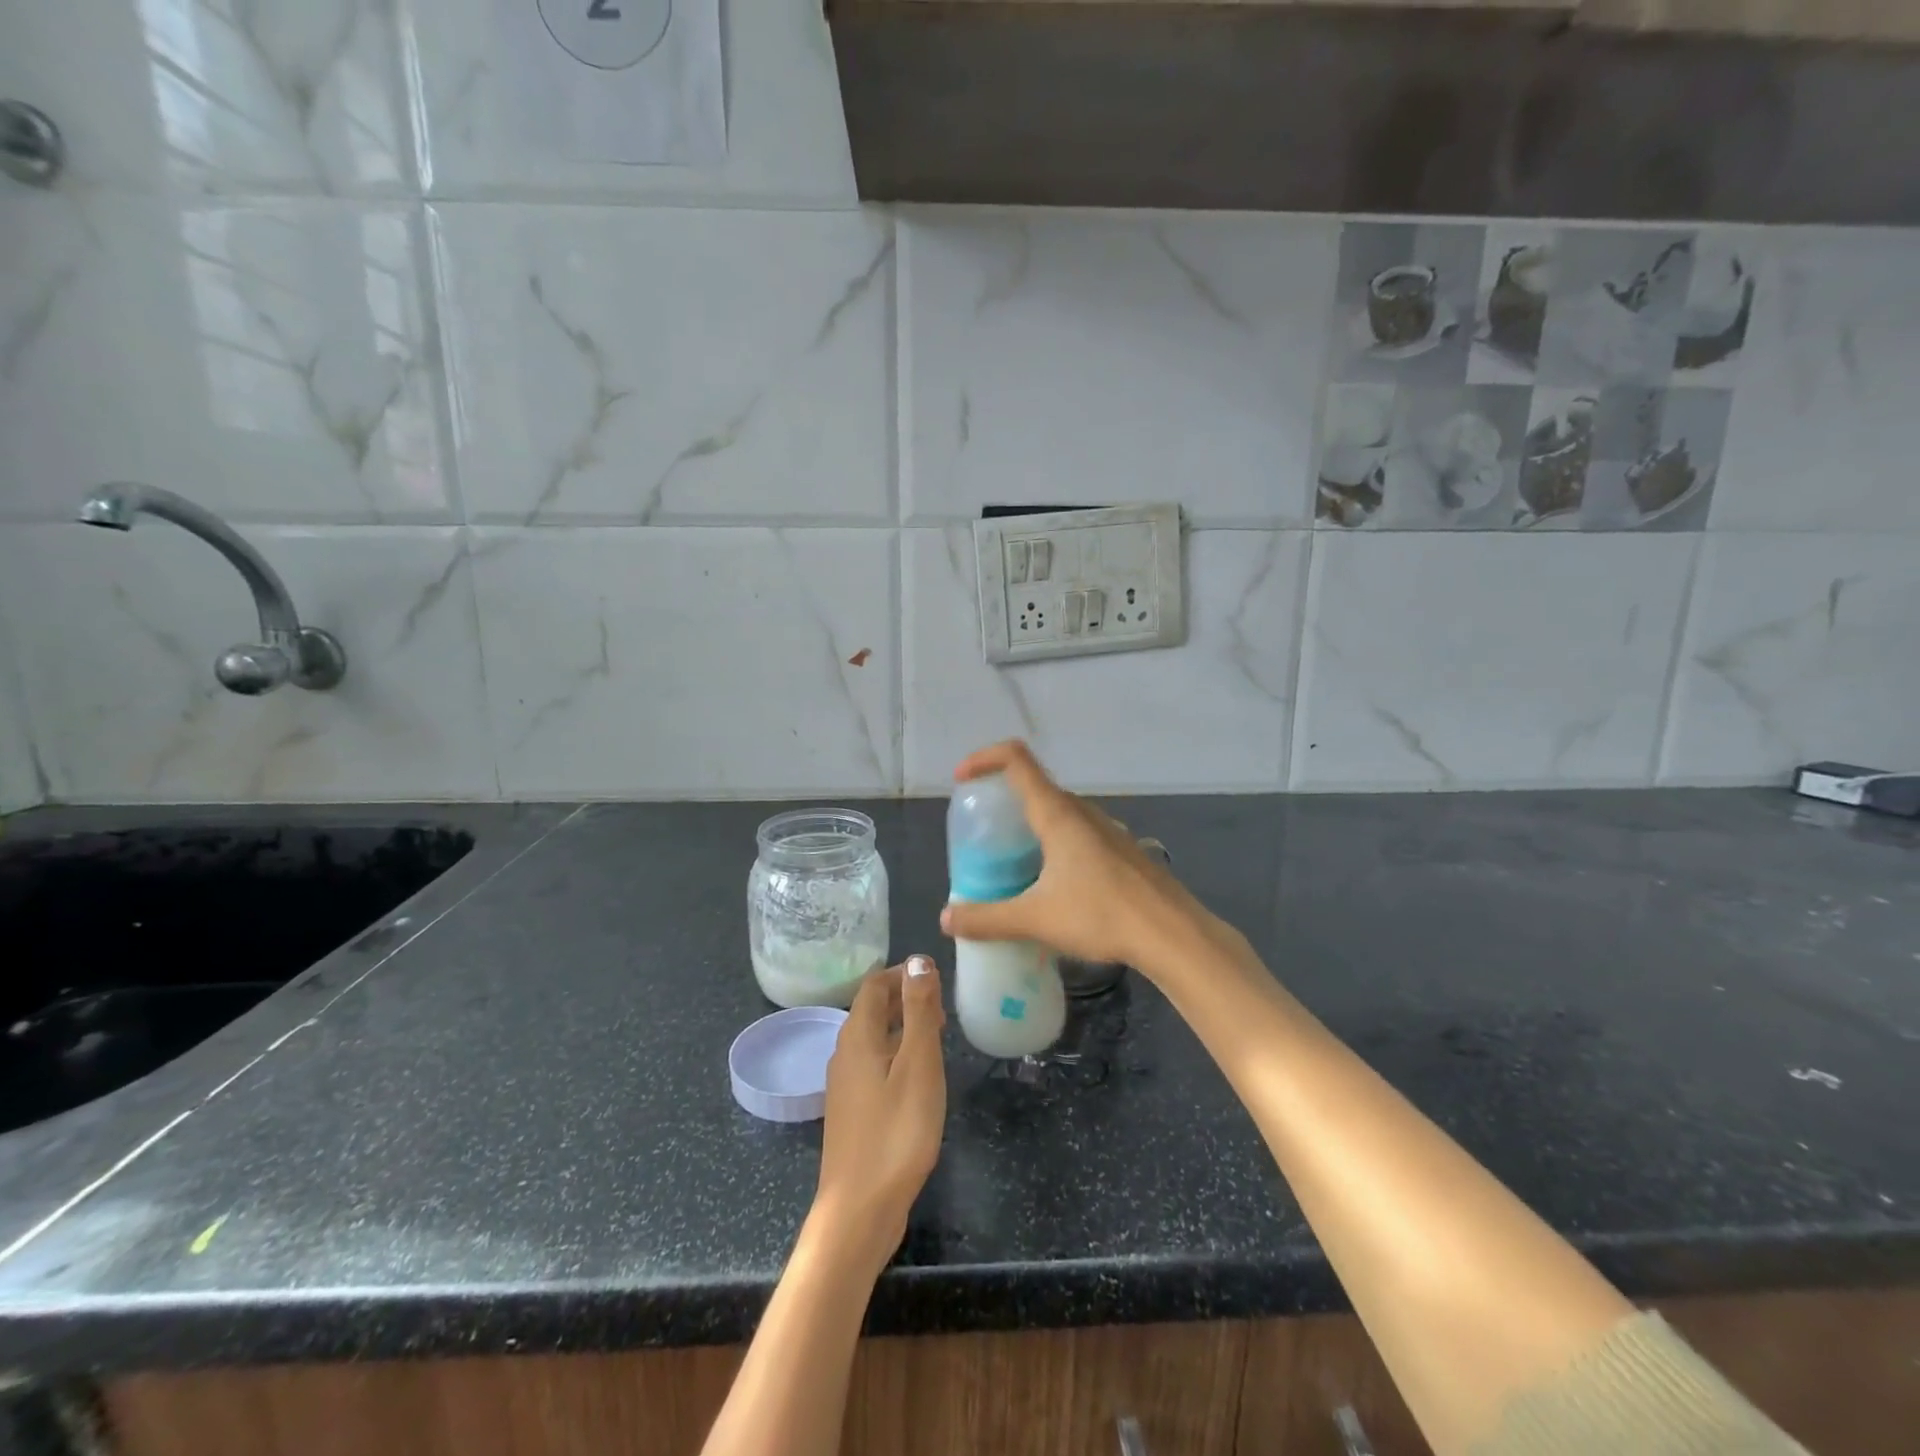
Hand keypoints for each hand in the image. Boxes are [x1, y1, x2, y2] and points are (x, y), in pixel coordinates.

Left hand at [813, 958, 946, 1267]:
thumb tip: (918, 960)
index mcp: (857, 1036)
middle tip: (942, 1005)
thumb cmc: (896, 1132)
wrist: (859, 1210)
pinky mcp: (852, 1112)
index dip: (903, 973)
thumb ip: (918, 1010)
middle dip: (905, 998)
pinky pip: (873, 1064)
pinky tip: (918, 1076)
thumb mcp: (918, 1064)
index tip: (936, 975)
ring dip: (902, 1027)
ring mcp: (844, 1086)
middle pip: (871, 1010)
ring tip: (937, 1034)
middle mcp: (844, 1054)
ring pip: (873, 1039)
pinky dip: (896, 1054)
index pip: (874, 985)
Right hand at [938, 741, 1212, 974]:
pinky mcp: (1123, 851)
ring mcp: (1107, 830)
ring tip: (1014, 864)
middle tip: (984, 836)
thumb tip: (946, 919)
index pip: (1016, 759)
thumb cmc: (1101, 915)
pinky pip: (1079, 834)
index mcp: (1057, 814)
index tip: (962, 780)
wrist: (1173, 934)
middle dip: (1004, 802)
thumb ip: (987, 919)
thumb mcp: (1035, 919)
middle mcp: (1082, 812)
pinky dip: (1056, 845)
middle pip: (1037, 787)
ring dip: (1032, 827)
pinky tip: (1055, 886)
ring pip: (1060, 814)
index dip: (984, 758)